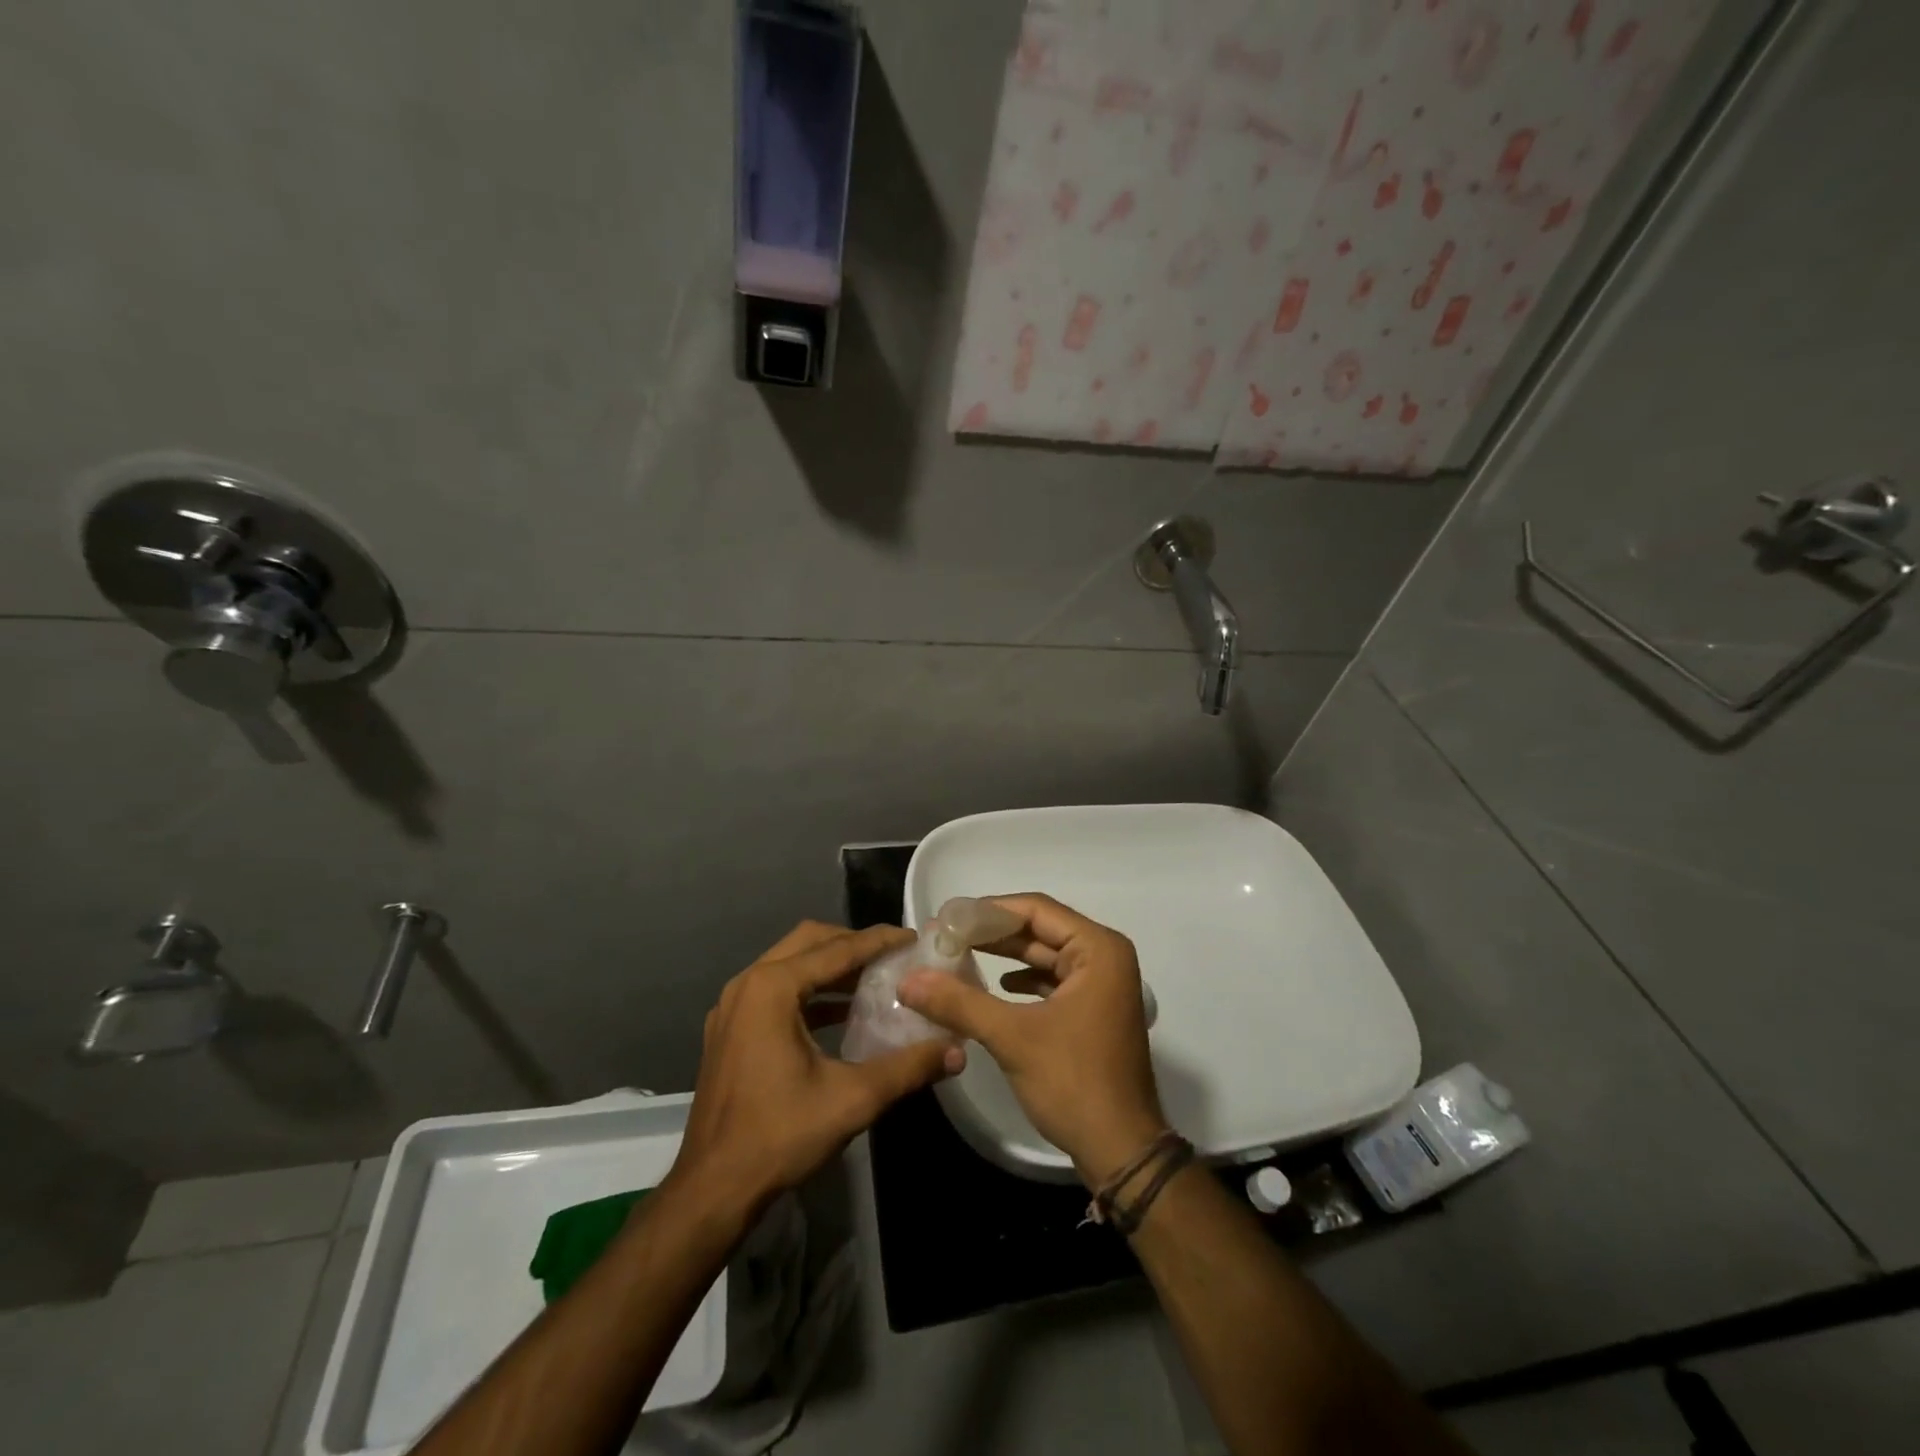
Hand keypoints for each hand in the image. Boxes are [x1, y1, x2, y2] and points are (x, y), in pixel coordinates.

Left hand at [669, 922, 964, 1219]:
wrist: (713, 1189)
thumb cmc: (780, 1135)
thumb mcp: (853, 1099)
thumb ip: (908, 1068)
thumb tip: (957, 1051)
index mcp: (772, 988)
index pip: (837, 949)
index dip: (878, 941)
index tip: (913, 936)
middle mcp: (748, 984)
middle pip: (809, 943)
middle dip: (852, 943)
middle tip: (892, 955)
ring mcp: (733, 1006)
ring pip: (790, 964)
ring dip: (830, 966)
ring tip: (873, 978)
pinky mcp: (729, 1029)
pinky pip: (775, 989)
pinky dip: (809, 990)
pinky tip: (841, 1013)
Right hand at [898, 894, 1167, 1187]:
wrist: (1121, 1150)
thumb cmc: (1073, 1082)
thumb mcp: (1012, 1037)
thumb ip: (959, 1002)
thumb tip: (908, 980)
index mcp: (1098, 949)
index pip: (1036, 909)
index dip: (988, 910)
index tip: (947, 918)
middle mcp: (1105, 957)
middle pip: (1040, 929)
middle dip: (992, 933)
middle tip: (945, 936)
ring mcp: (1102, 984)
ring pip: (1045, 955)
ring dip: (1005, 956)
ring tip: (959, 956)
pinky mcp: (1094, 1009)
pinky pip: (1053, 980)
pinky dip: (1023, 980)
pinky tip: (996, 987)